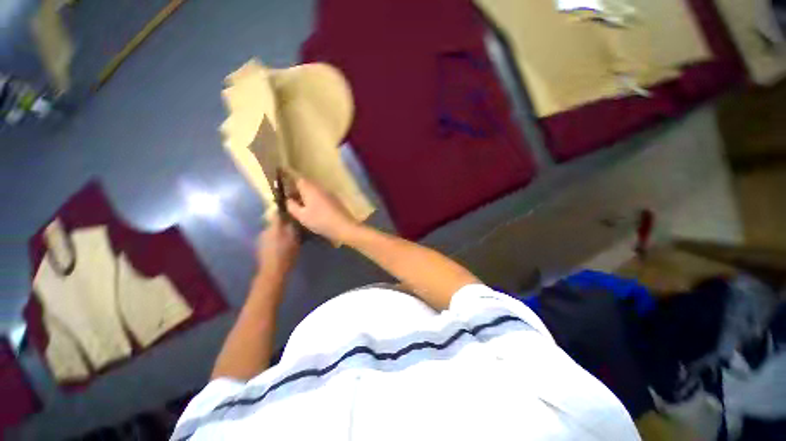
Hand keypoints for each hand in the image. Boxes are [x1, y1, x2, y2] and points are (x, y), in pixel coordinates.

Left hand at [258, 214, 299, 275]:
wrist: (273, 271)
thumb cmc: (286, 254)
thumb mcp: (294, 239)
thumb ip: (292, 227)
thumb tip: (291, 216)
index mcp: (273, 227)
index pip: (277, 214)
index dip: (284, 212)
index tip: (292, 212)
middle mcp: (265, 231)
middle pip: (275, 223)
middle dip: (283, 224)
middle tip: (294, 227)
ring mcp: (261, 240)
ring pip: (272, 231)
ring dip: (280, 232)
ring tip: (289, 237)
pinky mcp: (261, 248)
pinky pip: (270, 239)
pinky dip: (276, 240)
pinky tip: (282, 245)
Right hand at [286, 177, 357, 242]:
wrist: (344, 226)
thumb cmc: (320, 221)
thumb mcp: (302, 216)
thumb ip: (292, 206)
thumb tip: (288, 199)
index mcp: (310, 188)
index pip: (297, 178)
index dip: (289, 182)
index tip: (283, 190)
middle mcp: (320, 187)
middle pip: (306, 184)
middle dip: (297, 190)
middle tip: (290, 200)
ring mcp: (329, 193)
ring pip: (314, 190)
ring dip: (307, 196)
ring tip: (301, 207)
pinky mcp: (335, 200)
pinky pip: (321, 196)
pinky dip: (315, 200)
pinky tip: (313, 210)